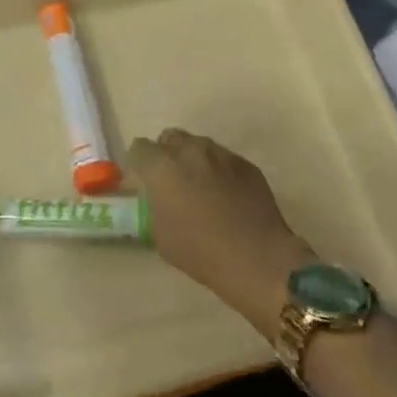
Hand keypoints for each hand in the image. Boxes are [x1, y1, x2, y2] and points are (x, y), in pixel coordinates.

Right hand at [126, 129, 313, 338]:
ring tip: (201, 187)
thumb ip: (152, 205)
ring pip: (198, 145)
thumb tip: (155, 195)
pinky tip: (225, 195)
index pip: (140, 148)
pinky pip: (223, 159)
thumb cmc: (200, 251)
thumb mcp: (159, 234)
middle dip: (166, 155)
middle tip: (171, 182)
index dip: (139, 164)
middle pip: (169, 138)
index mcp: (162, 166)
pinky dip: (217, 170)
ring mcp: (221, 154)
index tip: (144, 181)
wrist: (257, 258)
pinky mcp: (245, 163)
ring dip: (192, 160)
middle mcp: (190, 150)